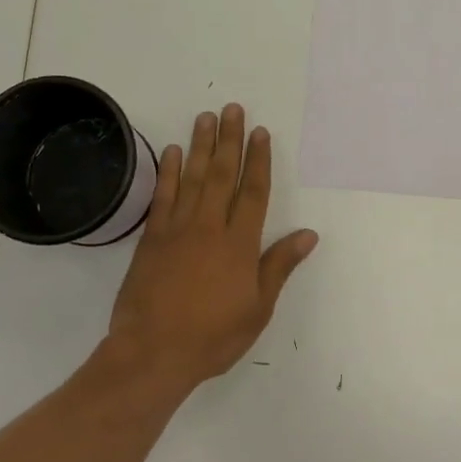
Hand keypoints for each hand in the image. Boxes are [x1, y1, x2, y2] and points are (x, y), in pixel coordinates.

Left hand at [105, 104, 318, 391]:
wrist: (152, 352)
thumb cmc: (213, 336)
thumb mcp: (258, 308)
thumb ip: (279, 266)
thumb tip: (308, 234)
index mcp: (240, 244)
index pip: (253, 192)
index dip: (258, 160)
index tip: (260, 132)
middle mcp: (209, 227)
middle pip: (222, 174)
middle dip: (229, 140)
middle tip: (232, 109)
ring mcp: (177, 229)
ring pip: (191, 177)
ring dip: (200, 146)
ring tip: (206, 118)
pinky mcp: (151, 238)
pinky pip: (162, 196)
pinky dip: (168, 172)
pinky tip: (171, 152)